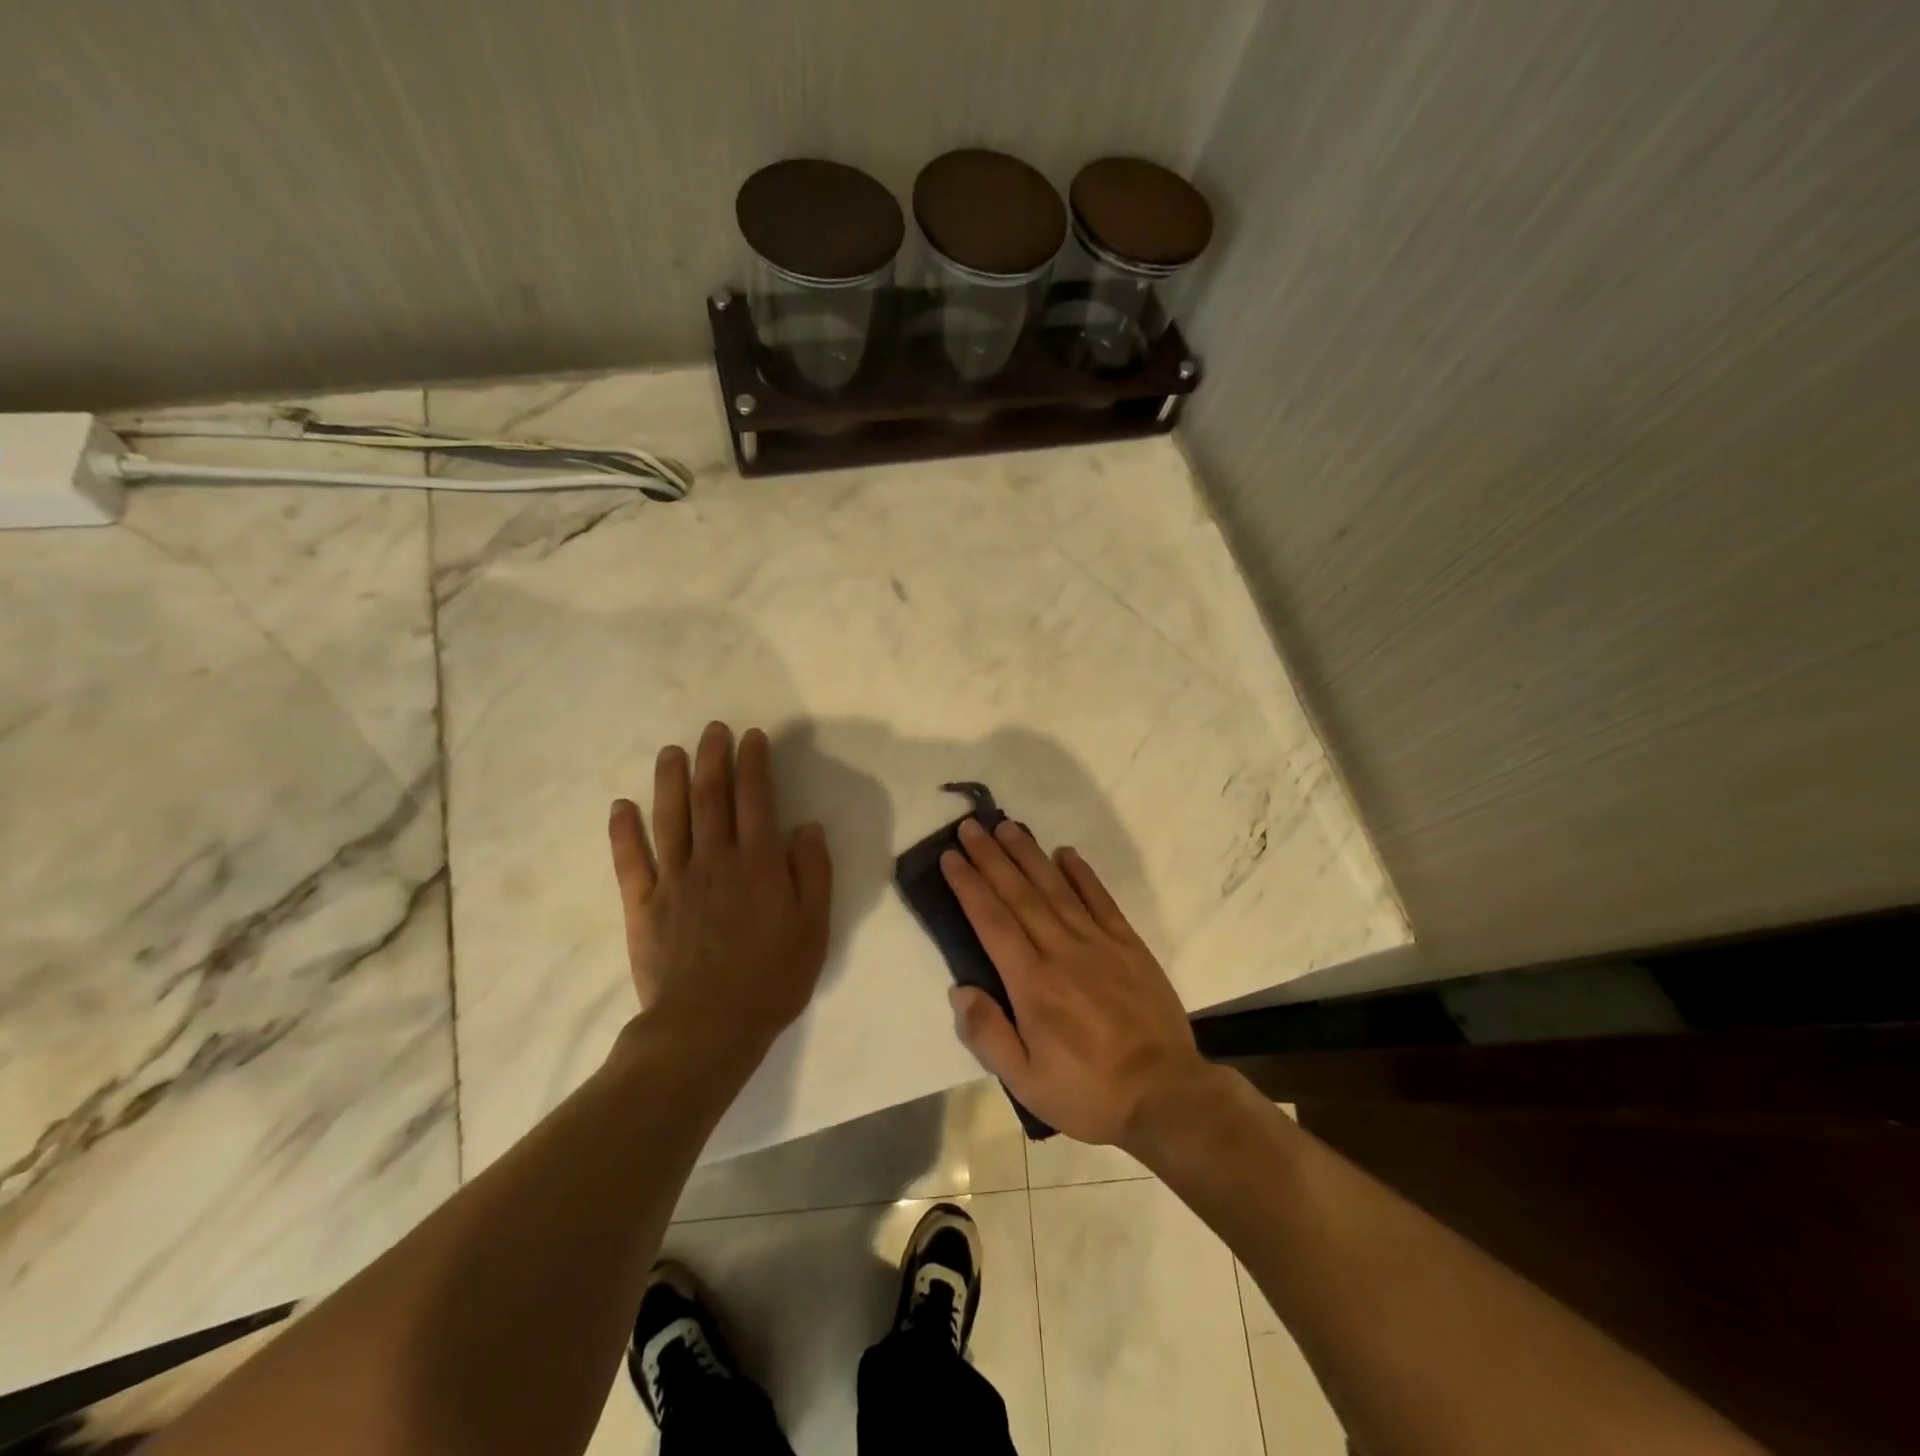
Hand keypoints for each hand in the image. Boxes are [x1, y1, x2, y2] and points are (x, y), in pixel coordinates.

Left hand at [608, 722, 832, 1053]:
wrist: (708, 1027)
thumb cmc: (771, 978)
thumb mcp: (814, 927)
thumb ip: (813, 872)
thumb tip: (807, 827)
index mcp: (758, 863)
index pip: (756, 799)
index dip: (754, 764)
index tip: (752, 737)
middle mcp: (715, 859)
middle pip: (711, 797)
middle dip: (713, 758)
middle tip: (713, 729)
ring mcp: (675, 880)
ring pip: (671, 818)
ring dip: (670, 780)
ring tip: (671, 751)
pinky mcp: (644, 905)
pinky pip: (631, 861)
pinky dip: (624, 832)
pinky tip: (621, 806)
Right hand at [940, 819, 1206, 1147]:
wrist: (1165, 1096)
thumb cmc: (1088, 1093)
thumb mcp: (1025, 1082)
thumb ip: (988, 1034)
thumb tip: (960, 988)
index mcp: (1032, 983)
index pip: (992, 921)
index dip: (969, 885)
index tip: (951, 857)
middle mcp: (1062, 951)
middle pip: (1019, 894)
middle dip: (991, 857)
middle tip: (971, 826)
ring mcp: (1099, 943)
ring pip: (1056, 888)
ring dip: (1029, 854)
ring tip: (1008, 827)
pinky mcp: (1129, 945)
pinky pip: (1101, 900)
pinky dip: (1082, 874)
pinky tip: (1066, 853)